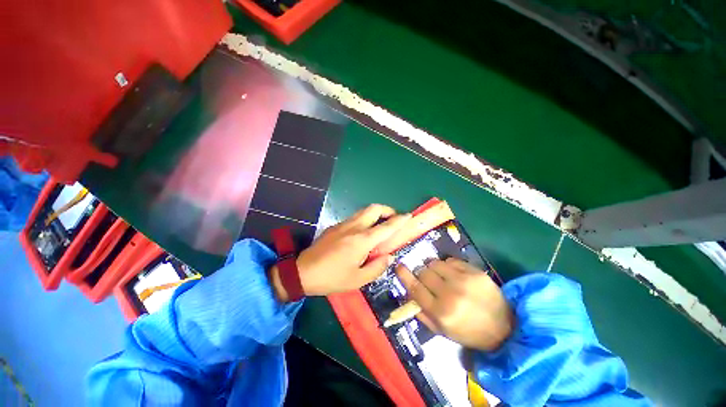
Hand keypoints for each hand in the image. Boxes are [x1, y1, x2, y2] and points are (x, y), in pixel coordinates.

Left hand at [269, 204, 410, 299]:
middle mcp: (354, 227)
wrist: (303, 272)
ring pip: (363, 211)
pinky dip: (364, 219)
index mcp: (361, 240)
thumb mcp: (357, 280)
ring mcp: (343, 224)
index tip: (408, 216)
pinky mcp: (335, 226)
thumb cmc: (332, 278)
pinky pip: (354, 217)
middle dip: (387, 209)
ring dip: (375, 213)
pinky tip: (363, 232)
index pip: (386, 227)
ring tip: (380, 224)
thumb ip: (377, 267)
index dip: (399, 220)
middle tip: (393, 218)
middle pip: (373, 209)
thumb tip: (388, 257)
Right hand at [395, 258, 514, 350]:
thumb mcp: (442, 331)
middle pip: (424, 272)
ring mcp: (464, 280)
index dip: (404, 275)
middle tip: (429, 280)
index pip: (415, 287)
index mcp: (441, 312)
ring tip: (442, 276)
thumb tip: (408, 295)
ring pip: (435, 263)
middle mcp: (450, 294)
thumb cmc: (469, 332)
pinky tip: (455, 275)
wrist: (504, 327)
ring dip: (434, 268)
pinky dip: (449, 266)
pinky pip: (451, 260)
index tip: (398, 266)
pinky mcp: (475, 272)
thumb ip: (422, 313)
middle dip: (422, 274)